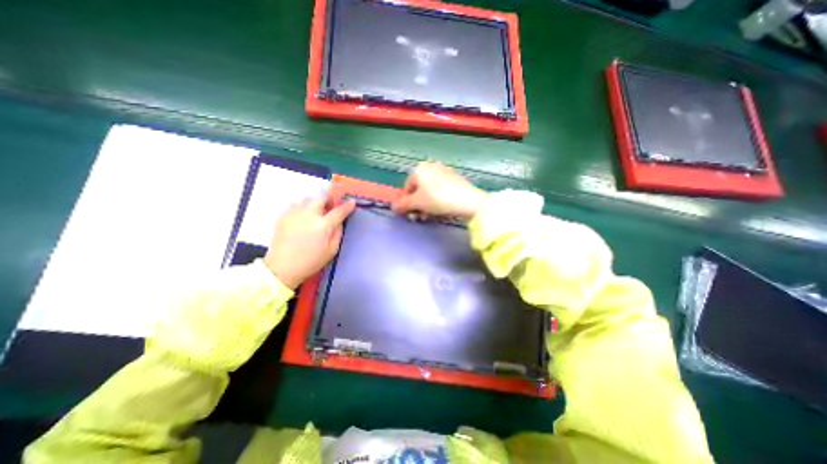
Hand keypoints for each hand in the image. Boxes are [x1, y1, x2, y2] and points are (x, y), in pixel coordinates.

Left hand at [265, 196, 354, 288]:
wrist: (282, 267)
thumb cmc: (311, 261)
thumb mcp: (332, 250)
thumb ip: (338, 232)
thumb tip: (339, 221)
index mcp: (323, 225)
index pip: (339, 210)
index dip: (347, 205)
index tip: (351, 202)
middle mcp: (309, 215)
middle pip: (321, 196)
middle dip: (328, 197)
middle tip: (330, 205)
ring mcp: (294, 213)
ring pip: (307, 199)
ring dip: (314, 202)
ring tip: (315, 212)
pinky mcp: (283, 216)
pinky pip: (295, 205)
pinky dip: (301, 208)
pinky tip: (302, 217)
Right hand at [392, 161, 484, 220]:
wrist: (467, 200)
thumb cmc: (438, 199)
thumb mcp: (417, 203)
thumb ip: (403, 205)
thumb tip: (393, 208)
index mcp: (420, 169)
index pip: (407, 187)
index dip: (406, 202)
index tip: (409, 214)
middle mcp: (431, 167)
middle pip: (419, 189)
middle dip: (417, 204)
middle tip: (420, 217)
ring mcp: (445, 171)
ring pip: (430, 190)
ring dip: (427, 204)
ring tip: (429, 215)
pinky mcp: (455, 179)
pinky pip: (441, 190)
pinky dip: (438, 200)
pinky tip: (441, 209)